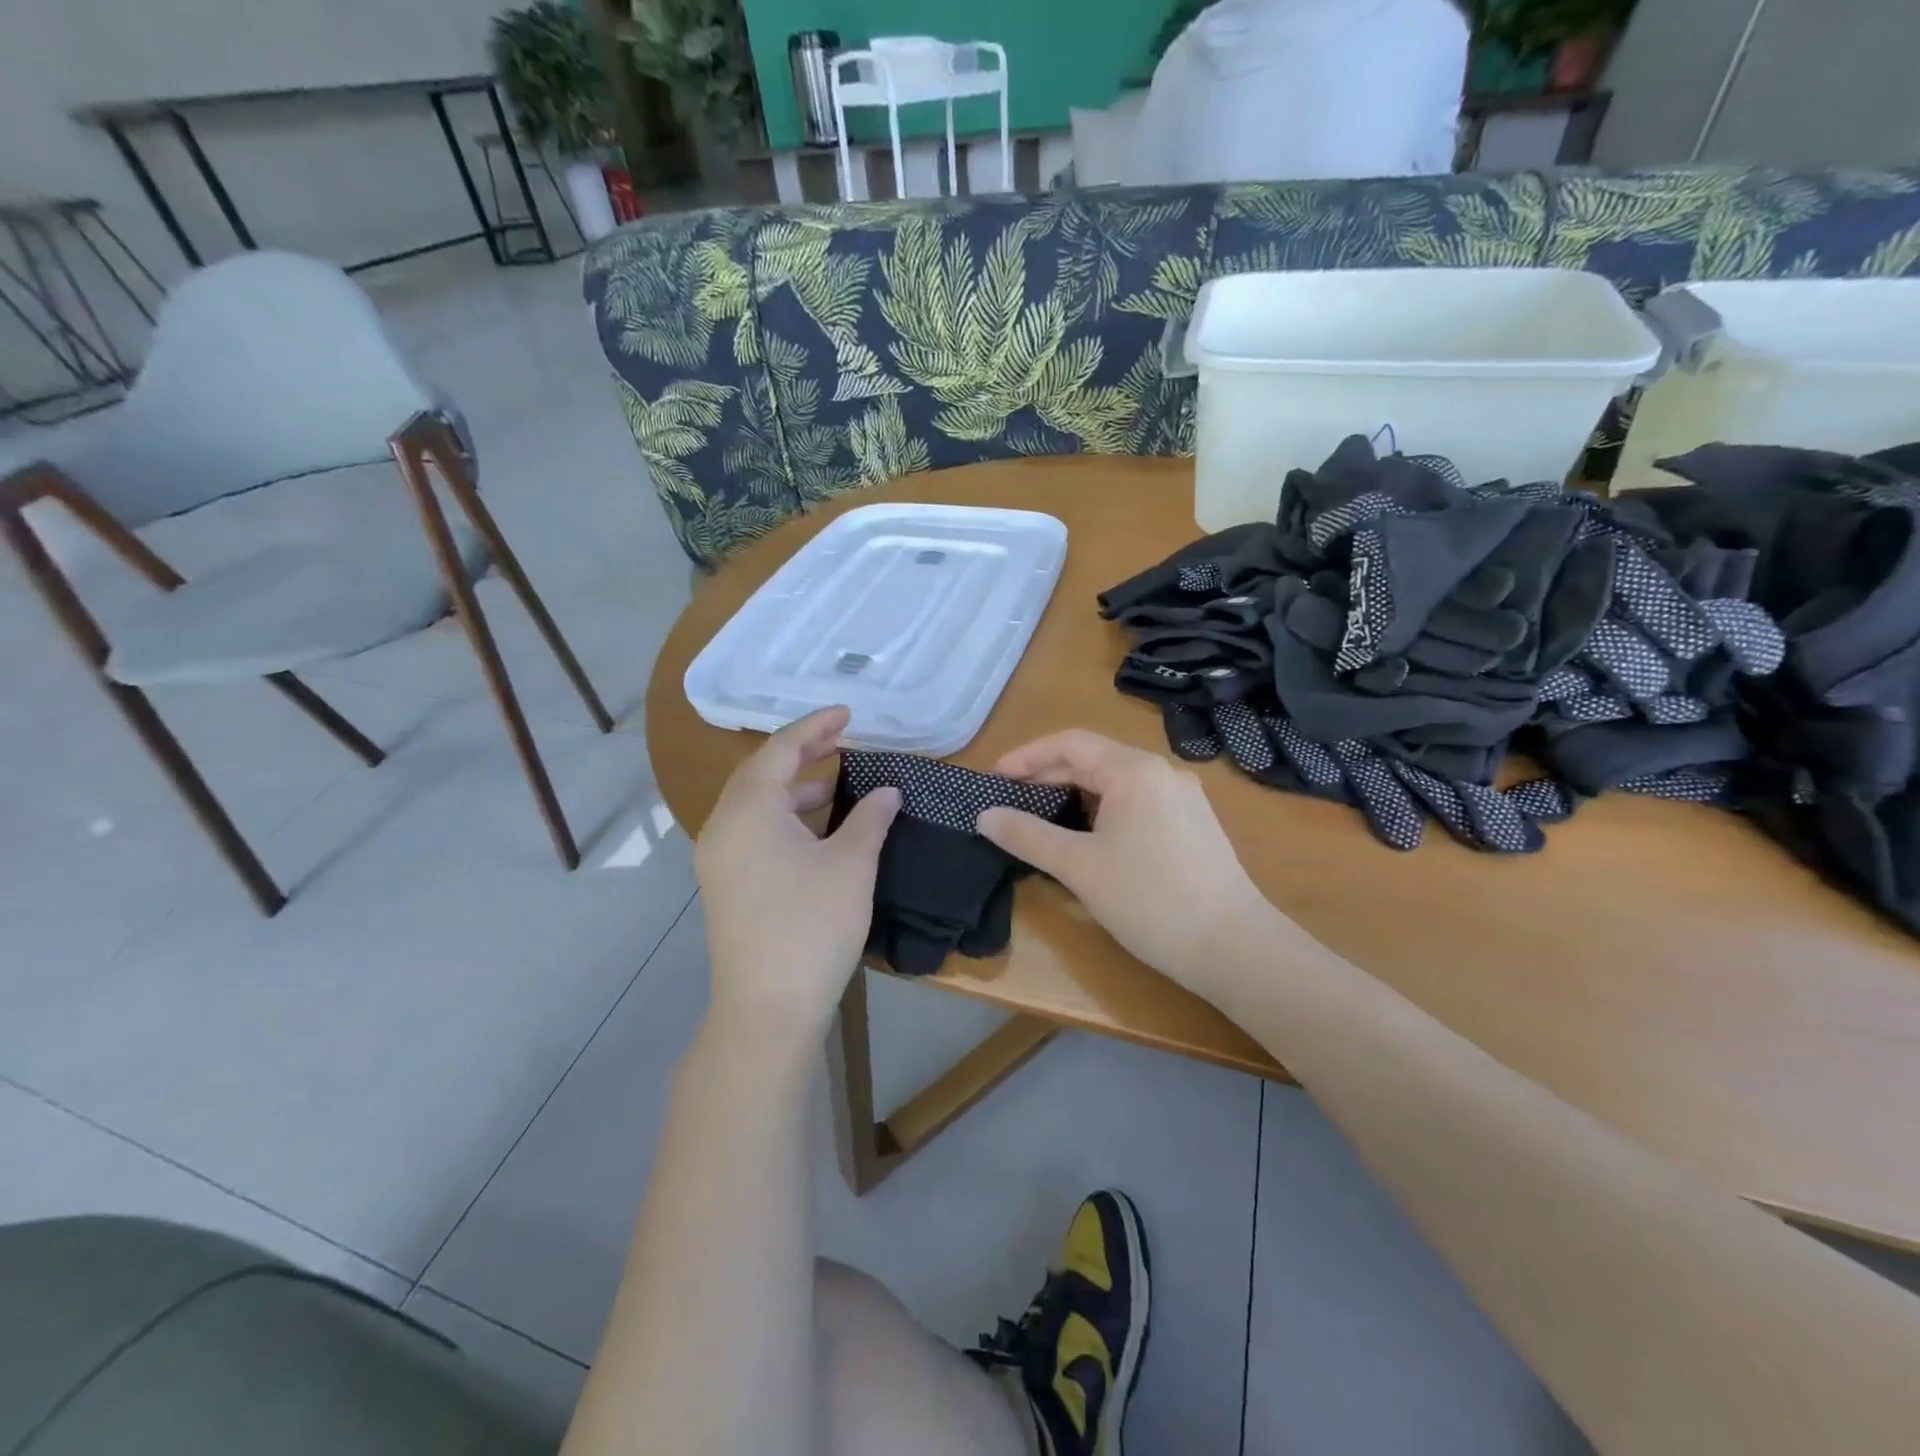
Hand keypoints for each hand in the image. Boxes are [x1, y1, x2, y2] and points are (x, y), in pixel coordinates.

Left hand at [696, 707, 898, 1043]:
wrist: (767, 1009)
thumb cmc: (811, 926)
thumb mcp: (851, 865)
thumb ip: (870, 819)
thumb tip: (887, 790)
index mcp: (748, 810)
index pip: (779, 750)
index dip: (815, 726)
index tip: (848, 714)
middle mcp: (723, 827)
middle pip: (760, 773)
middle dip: (801, 752)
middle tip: (841, 739)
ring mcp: (719, 859)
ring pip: (755, 805)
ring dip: (794, 788)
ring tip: (837, 783)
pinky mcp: (726, 885)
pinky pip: (753, 832)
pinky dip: (785, 818)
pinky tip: (817, 829)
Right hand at [977, 730, 1282, 994]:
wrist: (1233, 948)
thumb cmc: (1149, 901)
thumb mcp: (1079, 867)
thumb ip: (1027, 836)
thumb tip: (985, 816)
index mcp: (1134, 770)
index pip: (1069, 743)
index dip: (1026, 757)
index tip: (993, 780)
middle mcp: (1162, 771)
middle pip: (1093, 759)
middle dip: (1047, 777)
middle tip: (1010, 803)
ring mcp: (1183, 797)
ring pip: (1115, 782)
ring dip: (1074, 795)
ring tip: (1042, 820)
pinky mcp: (1193, 823)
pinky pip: (1136, 801)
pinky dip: (1103, 810)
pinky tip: (1088, 837)